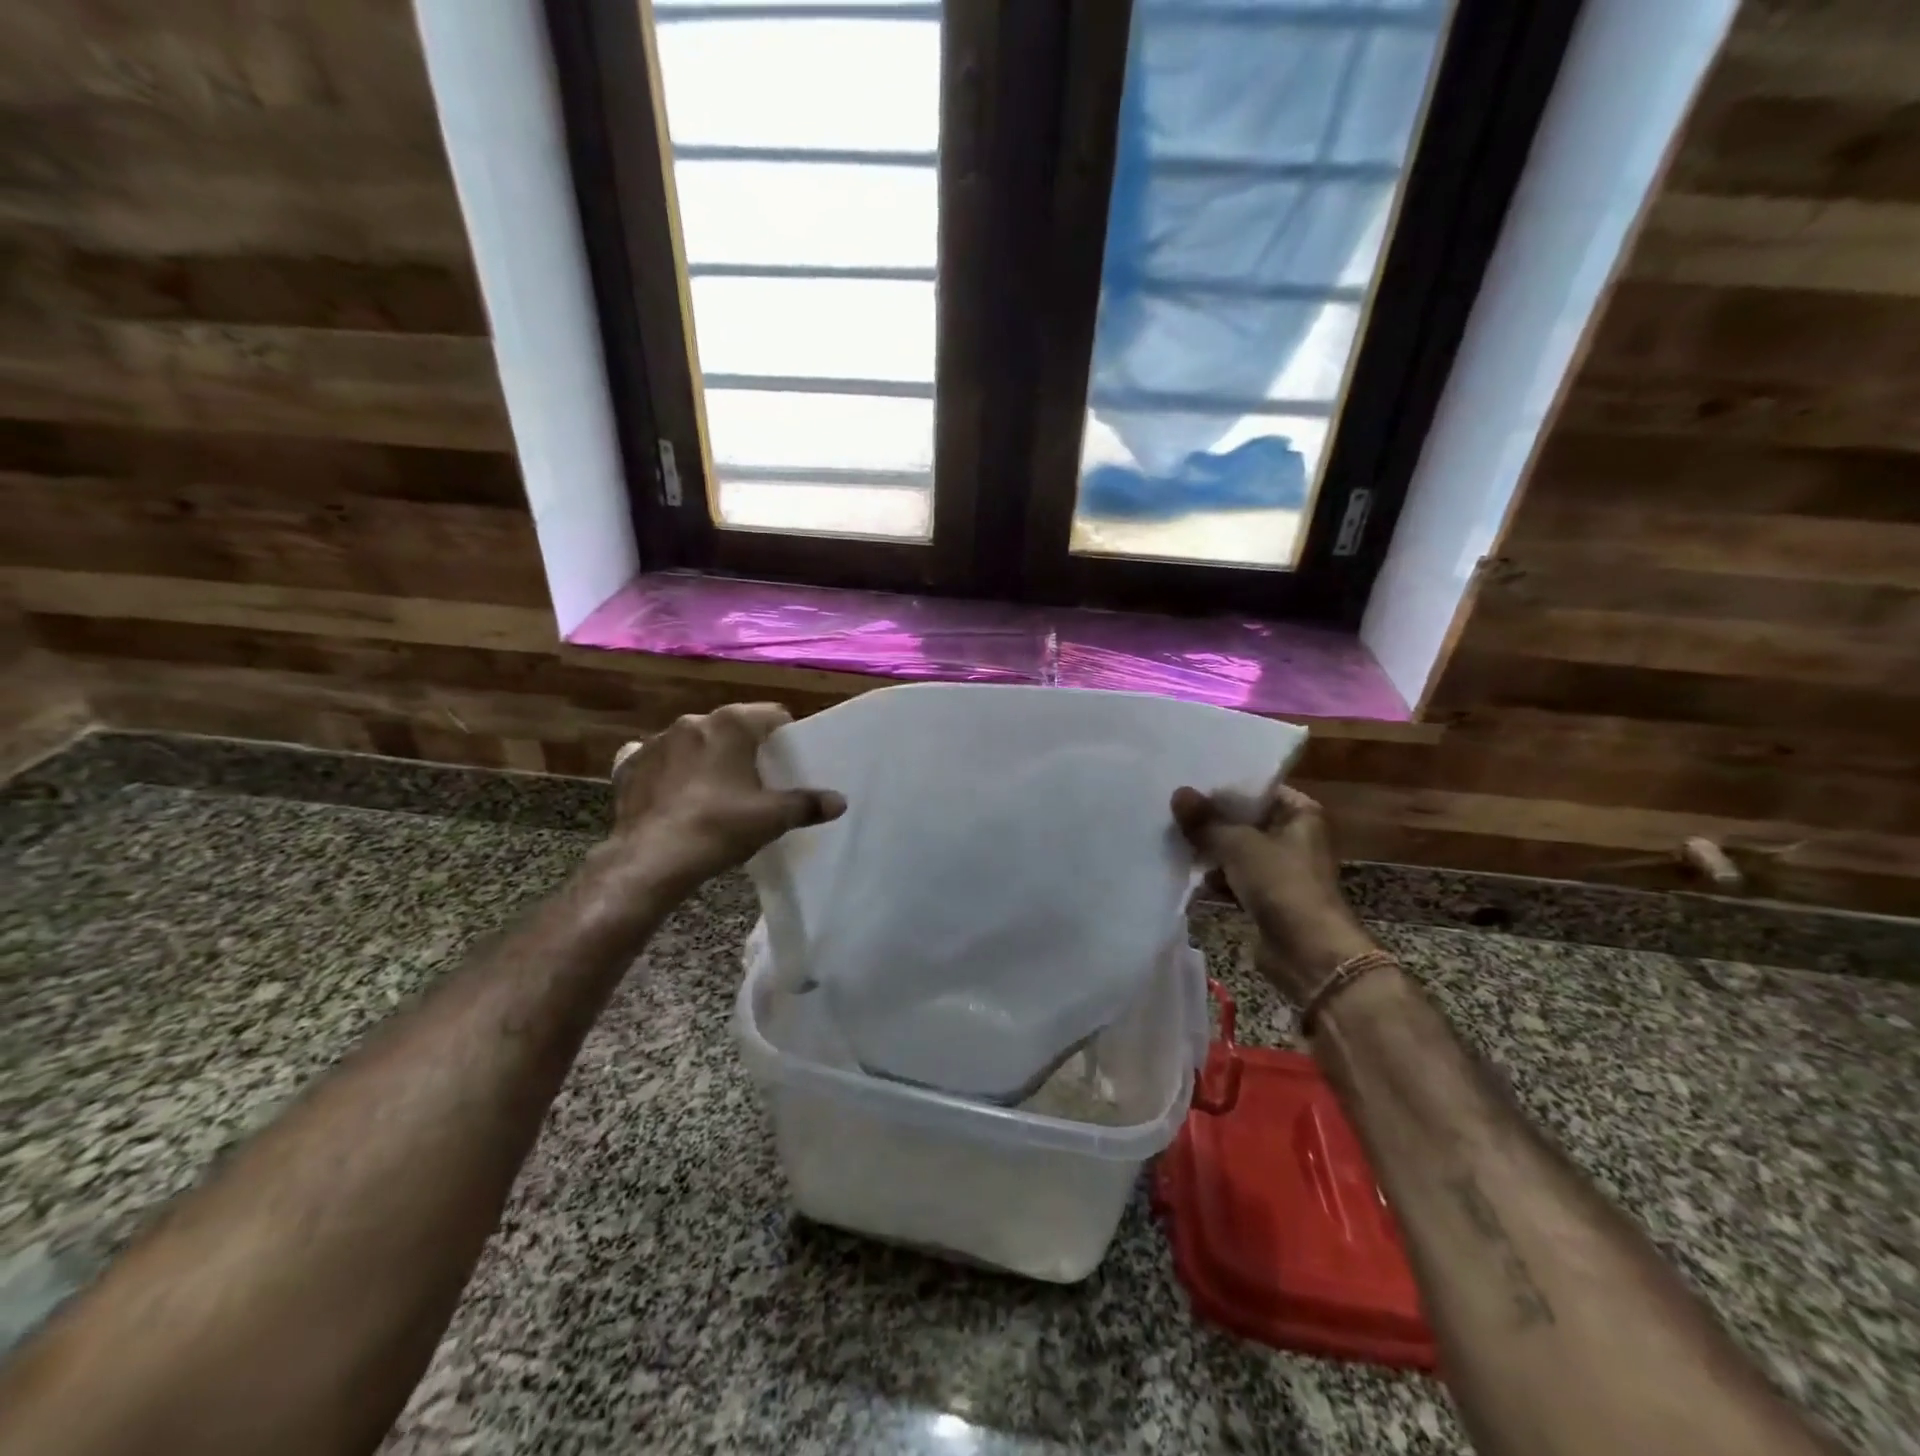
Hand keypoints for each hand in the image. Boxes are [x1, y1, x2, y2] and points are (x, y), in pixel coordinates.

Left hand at [605, 703, 844, 897]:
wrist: (650, 859)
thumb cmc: (719, 828)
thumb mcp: (772, 818)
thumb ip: (808, 805)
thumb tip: (840, 801)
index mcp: (730, 724)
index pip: (772, 715)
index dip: (786, 736)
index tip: (789, 761)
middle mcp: (692, 722)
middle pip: (731, 727)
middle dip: (744, 747)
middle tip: (756, 780)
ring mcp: (655, 741)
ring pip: (693, 742)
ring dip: (705, 758)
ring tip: (714, 791)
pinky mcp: (628, 765)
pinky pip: (656, 760)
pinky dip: (668, 772)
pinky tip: (673, 795)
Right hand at [1171, 779, 1377, 1003]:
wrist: (1309, 953)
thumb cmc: (1282, 885)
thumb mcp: (1238, 845)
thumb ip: (1205, 820)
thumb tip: (1178, 793)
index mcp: (1300, 813)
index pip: (1256, 789)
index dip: (1222, 788)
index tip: (1187, 785)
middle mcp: (1294, 836)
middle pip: (1244, 820)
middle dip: (1211, 820)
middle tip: (1172, 811)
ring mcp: (1281, 868)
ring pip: (1237, 849)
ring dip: (1209, 850)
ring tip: (1172, 839)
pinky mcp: (1268, 897)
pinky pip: (1235, 877)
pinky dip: (1215, 877)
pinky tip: (1187, 873)